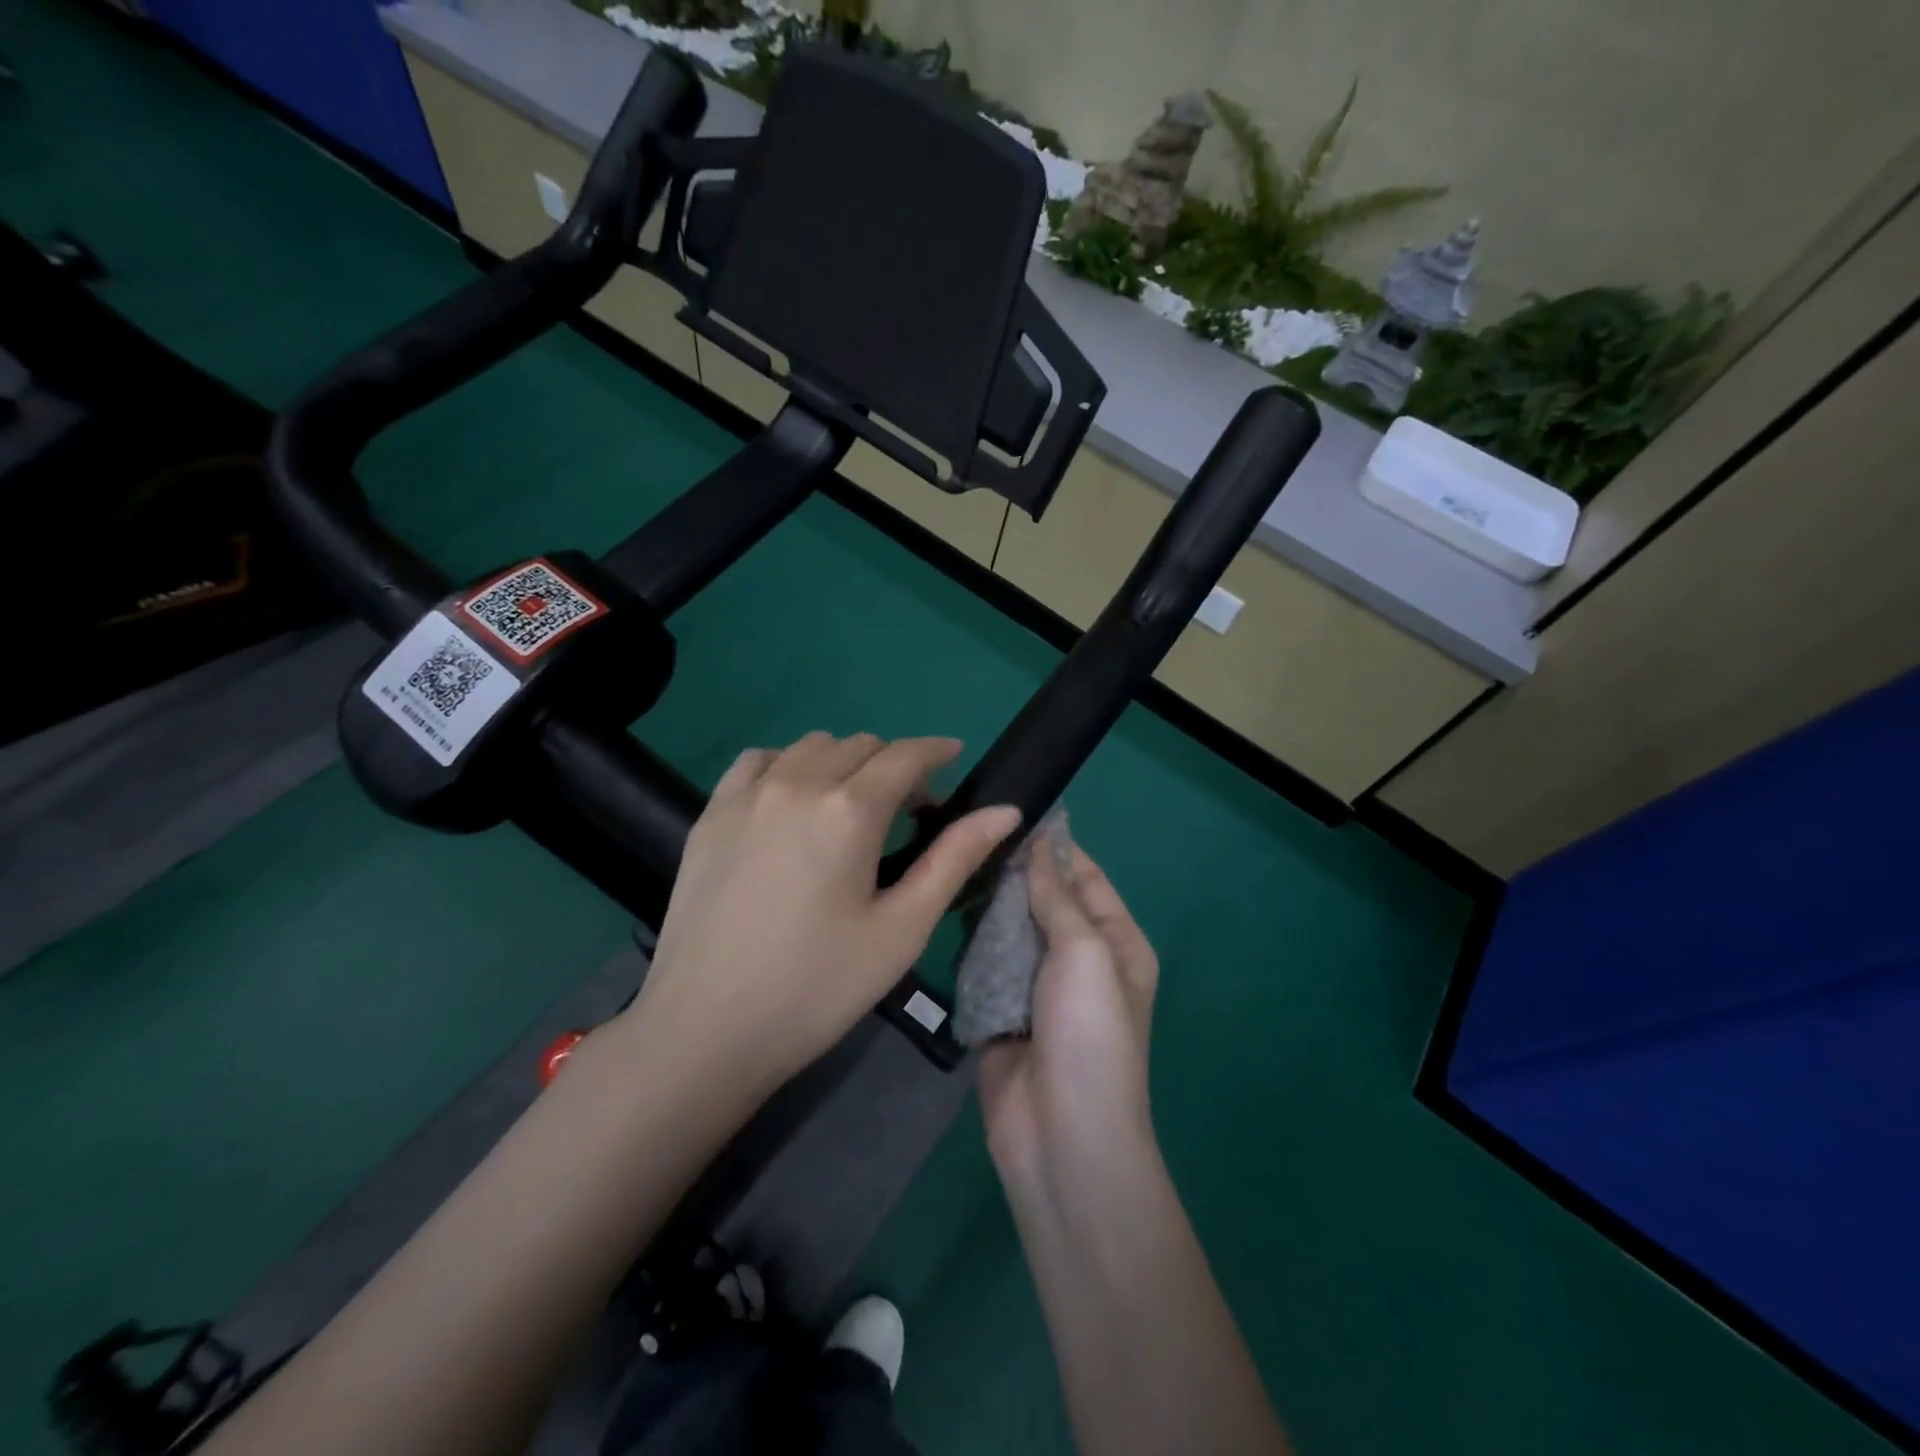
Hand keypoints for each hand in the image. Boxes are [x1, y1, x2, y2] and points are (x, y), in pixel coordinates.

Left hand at [625, 732, 1020, 1100]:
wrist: (704, 1030)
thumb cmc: (817, 987)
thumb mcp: (901, 929)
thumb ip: (954, 859)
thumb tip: (1006, 811)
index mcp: (849, 811)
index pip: (904, 756)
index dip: (936, 750)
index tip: (955, 754)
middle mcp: (797, 784)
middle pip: (860, 745)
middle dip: (894, 765)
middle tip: (908, 811)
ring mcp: (746, 795)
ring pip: (810, 746)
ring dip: (844, 761)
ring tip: (852, 805)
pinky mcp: (710, 815)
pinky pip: (757, 761)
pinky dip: (787, 764)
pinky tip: (792, 798)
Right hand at [978, 826, 1160, 1191]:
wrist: (1062, 1137)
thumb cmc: (1089, 1034)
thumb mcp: (1084, 952)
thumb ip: (1057, 896)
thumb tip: (1042, 841)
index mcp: (1115, 943)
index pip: (1084, 877)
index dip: (1053, 845)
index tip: (1010, 809)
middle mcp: (1079, 960)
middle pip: (1042, 901)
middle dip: (1010, 873)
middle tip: (962, 833)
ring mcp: (1037, 988)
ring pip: (1008, 931)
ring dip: (985, 906)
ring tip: (945, 863)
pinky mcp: (1001, 1012)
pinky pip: (983, 965)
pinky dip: (967, 944)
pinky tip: (938, 913)